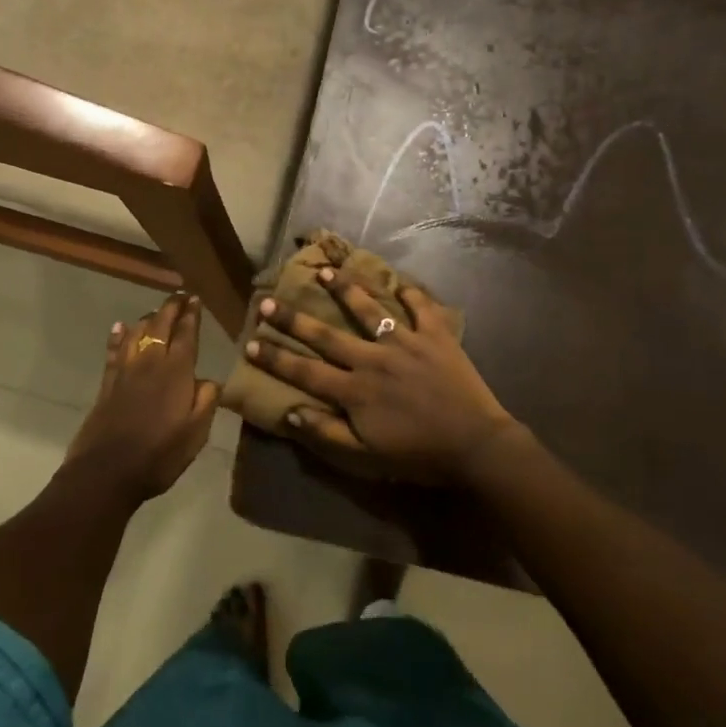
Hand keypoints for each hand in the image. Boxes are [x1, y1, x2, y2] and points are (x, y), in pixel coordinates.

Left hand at [65, 291, 218, 501]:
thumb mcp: (196, 434)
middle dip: (171, 308)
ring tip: (156, 312)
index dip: (191, 315)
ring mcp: (125, 372)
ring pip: (136, 333)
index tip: (195, 299)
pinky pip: (114, 351)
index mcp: (176, 373)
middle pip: (160, 326)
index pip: (186, 335)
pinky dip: (118, 336)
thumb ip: (206, 402)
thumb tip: (210, 380)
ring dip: (147, 318)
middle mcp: (150, 363)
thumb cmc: (158, 455)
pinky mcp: (107, 384)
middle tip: (179, 296)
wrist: (106, 472)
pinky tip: (120, 327)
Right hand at [245, 271, 530, 484]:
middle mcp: (374, 359)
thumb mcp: (366, 455)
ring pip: (370, 310)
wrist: (475, 446)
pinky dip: (411, 293)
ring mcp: (406, 342)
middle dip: (294, 318)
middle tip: (268, 300)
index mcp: (355, 390)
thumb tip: (290, 411)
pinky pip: (422, 308)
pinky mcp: (436, 336)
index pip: (306, 371)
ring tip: (326, 271)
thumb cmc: (418, 455)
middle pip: (327, 335)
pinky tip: (400, 281)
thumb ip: (326, 433)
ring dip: (346, 289)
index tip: (250, 341)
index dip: (275, 358)